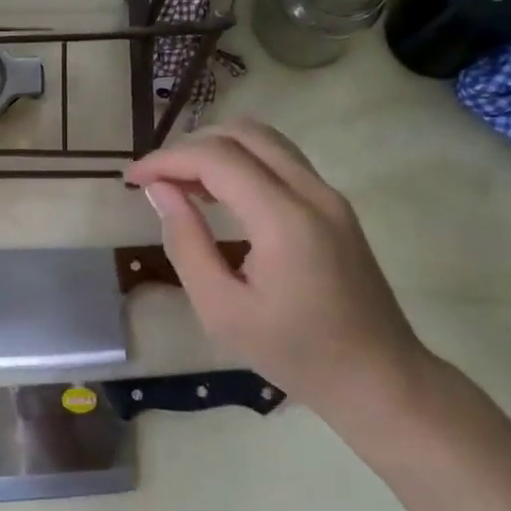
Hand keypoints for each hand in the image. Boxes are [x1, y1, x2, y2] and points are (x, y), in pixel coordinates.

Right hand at [124, 119, 433, 434]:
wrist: (379, 377)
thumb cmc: (295, 353)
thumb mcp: (223, 311)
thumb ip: (186, 244)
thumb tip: (159, 191)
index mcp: (285, 220)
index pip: (217, 159)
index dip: (167, 160)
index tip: (131, 179)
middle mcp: (312, 192)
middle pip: (242, 133)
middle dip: (189, 146)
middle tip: (155, 180)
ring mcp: (329, 194)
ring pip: (264, 139)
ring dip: (216, 149)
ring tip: (181, 183)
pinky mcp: (334, 204)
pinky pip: (280, 160)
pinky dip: (241, 161)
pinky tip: (217, 193)